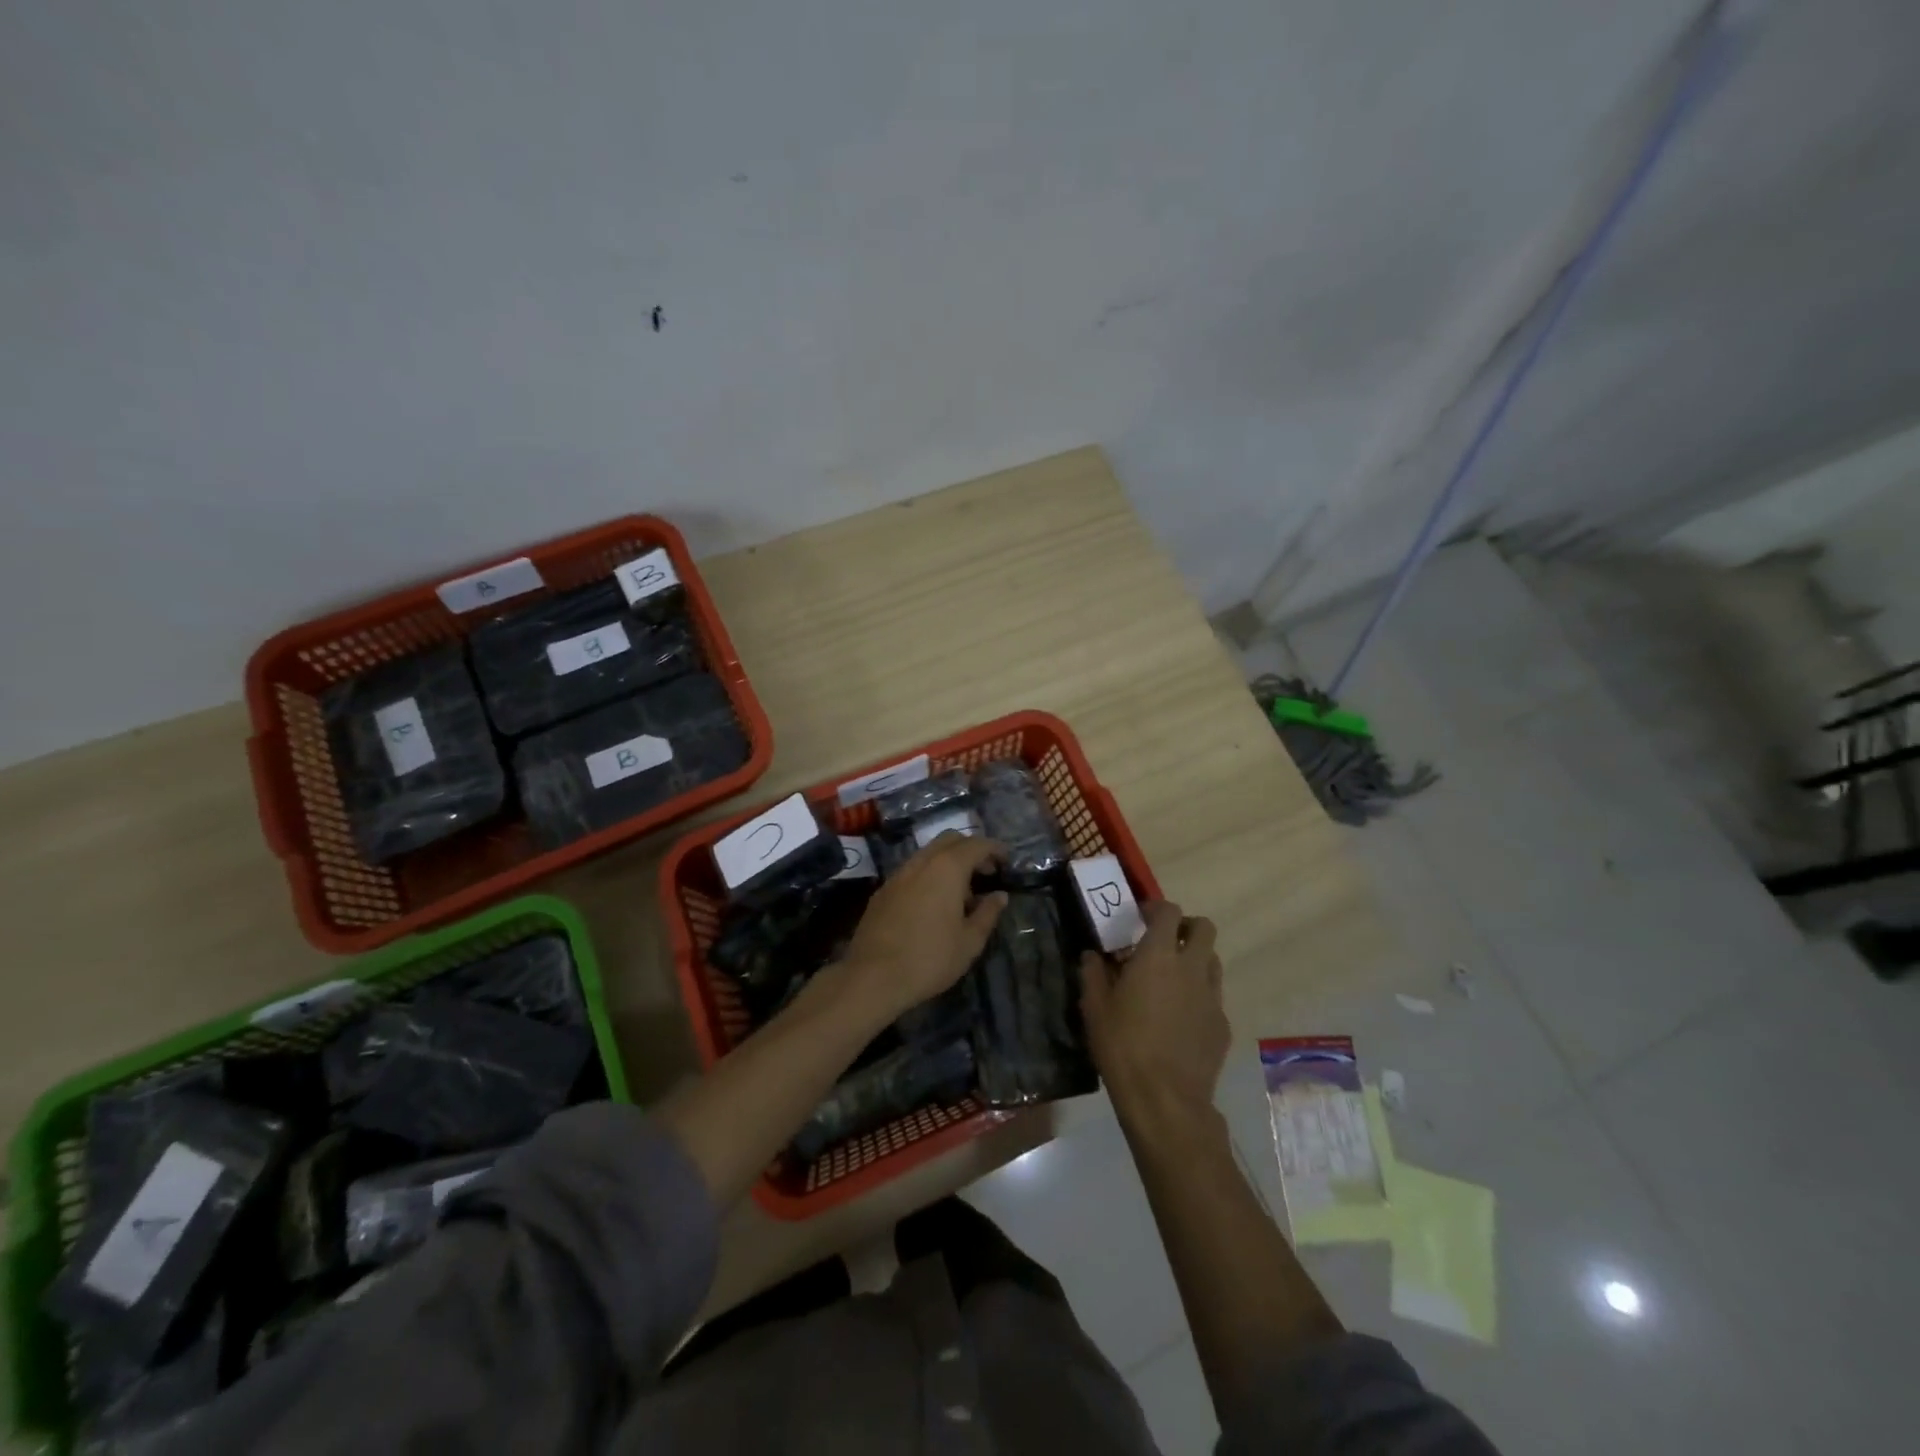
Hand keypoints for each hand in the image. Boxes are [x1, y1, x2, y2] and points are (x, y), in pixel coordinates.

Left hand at [842, 834, 1007, 1020]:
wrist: (873, 976)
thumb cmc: (930, 958)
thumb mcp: (969, 942)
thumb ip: (987, 913)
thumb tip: (999, 896)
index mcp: (947, 868)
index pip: (976, 844)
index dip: (994, 849)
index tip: (1006, 861)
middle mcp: (921, 862)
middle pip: (950, 840)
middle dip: (971, 849)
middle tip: (986, 873)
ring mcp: (898, 874)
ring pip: (928, 853)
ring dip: (949, 862)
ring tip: (962, 893)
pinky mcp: (883, 890)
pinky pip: (912, 870)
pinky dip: (929, 874)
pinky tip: (933, 903)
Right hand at [1080, 901, 1227, 1123]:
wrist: (1165, 1100)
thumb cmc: (1123, 1046)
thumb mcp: (1094, 1007)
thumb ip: (1093, 974)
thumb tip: (1092, 956)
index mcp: (1159, 956)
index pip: (1169, 911)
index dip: (1156, 909)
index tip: (1141, 918)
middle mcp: (1191, 968)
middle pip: (1204, 928)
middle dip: (1186, 927)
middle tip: (1164, 942)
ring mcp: (1212, 997)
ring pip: (1213, 961)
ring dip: (1195, 960)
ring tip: (1172, 979)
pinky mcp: (1222, 1025)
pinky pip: (1213, 997)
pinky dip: (1199, 996)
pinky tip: (1180, 1019)